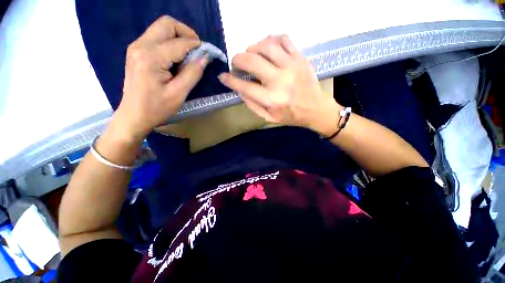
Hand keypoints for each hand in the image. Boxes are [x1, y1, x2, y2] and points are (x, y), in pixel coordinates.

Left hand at [114, 15, 209, 140]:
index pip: (179, 43)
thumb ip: (193, 73)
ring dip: (179, 37)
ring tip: (189, 55)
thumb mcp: (179, 93)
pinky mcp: (136, 51)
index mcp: (151, 58)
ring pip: (161, 28)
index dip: (197, 46)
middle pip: (167, 24)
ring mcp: (136, 47)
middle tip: (198, 50)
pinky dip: (170, 42)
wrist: (134, 115)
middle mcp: (140, 46)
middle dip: (186, 33)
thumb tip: (205, 57)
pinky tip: (177, 58)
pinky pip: (156, 37)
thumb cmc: (157, 108)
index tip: (209, 53)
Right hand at [218, 35, 340, 135]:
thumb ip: (252, 105)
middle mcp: (280, 81)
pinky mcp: (300, 58)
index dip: (230, 80)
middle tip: (236, 64)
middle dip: (237, 59)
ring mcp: (291, 66)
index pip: (244, 86)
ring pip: (266, 45)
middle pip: (251, 61)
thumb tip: (239, 89)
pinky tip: (267, 48)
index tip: (223, 76)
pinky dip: (271, 40)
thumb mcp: (269, 117)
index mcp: (272, 99)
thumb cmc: (291, 116)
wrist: (315, 109)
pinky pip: (283, 39)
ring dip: (252, 47)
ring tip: (251, 55)